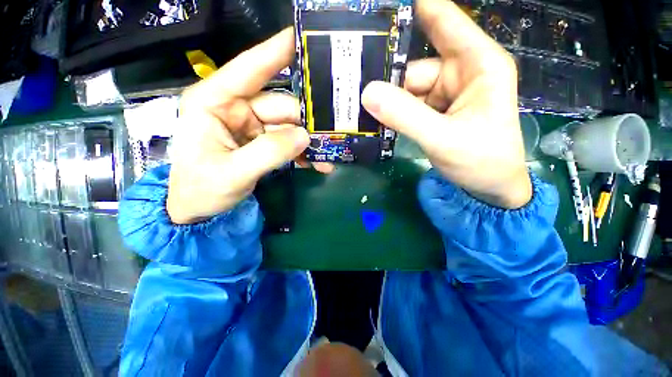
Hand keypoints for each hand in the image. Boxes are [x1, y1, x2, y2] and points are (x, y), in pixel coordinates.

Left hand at [167, 28, 329, 224]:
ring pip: (289, 125)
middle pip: (280, 106)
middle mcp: (236, 108)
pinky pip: (288, 141)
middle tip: (330, 133)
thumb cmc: (202, 189)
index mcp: (215, 103)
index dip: (275, 52)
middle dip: (305, 121)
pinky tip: (317, 163)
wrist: (200, 210)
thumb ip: (268, 153)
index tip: (300, 36)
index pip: (248, 69)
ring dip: (308, 141)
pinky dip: (303, 153)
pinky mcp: (262, 142)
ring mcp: (252, 126)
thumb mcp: (233, 173)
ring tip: (326, 155)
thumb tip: (304, 136)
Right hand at [362, 0, 530, 208]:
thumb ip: (405, 116)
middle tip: (354, 86)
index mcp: (477, 64)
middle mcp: (460, 71)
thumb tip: (367, 93)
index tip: (379, 8)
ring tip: (362, 110)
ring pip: (406, 89)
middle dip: (386, 78)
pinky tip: (378, 121)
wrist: (489, 186)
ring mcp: (445, 93)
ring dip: (387, 101)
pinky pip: (407, 105)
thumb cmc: (481, 161)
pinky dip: (392, 113)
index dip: (414, 8)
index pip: (443, 20)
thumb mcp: (443, 138)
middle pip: (414, 66)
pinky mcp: (435, 110)